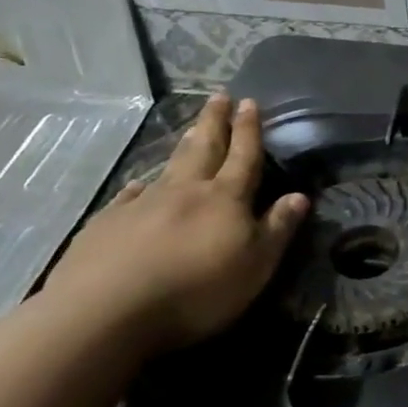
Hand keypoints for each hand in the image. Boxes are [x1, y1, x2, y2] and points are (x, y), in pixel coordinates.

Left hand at [43, 93, 308, 352]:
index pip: (243, 157)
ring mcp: (142, 204)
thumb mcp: (255, 266)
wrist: (108, 310)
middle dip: (214, 122)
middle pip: (204, 149)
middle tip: (219, 96)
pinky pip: (130, 196)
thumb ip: (277, 229)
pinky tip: (139, 185)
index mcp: (225, 199)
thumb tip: (300, 196)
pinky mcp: (108, 224)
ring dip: (184, 145)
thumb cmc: (197, 290)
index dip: (249, 130)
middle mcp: (185, 191)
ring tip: (191, 128)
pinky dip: (140, 186)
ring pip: (169, 167)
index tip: (250, 102)